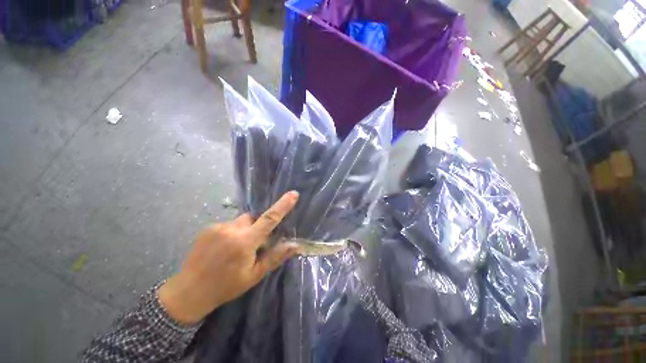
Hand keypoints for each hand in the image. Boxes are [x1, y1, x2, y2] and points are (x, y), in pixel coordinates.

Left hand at [158, 191, 300, 324]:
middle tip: (253, 245)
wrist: (189, 292)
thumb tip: (295, 245)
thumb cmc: (226, 286)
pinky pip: (228, 224)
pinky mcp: (208, 228)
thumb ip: (275, 257)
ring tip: (235, 249)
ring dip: (244, 230)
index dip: (283, 205)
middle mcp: (232, 229)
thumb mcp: (254, 275)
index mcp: (245, 242)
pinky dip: (232, 232)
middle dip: (257, 226)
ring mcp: (218, 227)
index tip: (293, 194)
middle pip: (253, 218)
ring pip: (241, 221)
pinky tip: (223, 248)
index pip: (269, 219)